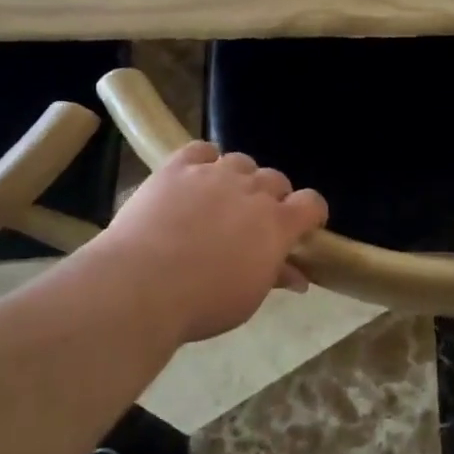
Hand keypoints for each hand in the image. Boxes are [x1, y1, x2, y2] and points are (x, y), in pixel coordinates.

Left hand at [98, 142, 328, 343]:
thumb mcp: (248, 299)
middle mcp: (251, 190)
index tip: (304, 226)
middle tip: (254, 221)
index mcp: (276, 224)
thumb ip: (275, 276)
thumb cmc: (202, 303)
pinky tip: (196, 176)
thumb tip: (299, 277)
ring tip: (222, 198)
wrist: (141, 285)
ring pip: (240, 162)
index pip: (311, 203)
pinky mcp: (178, 167)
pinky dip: (205, 160)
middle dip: (272, 197)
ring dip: (239, 178)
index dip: (311, 212)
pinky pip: (201, 150)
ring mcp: (214, 174)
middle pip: (276, 179)